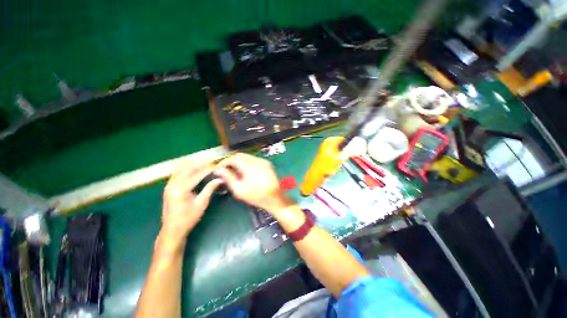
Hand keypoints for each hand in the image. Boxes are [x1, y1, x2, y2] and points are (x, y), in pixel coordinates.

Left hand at [161, 159, 222, 243]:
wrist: (172, 230)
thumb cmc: (188, 218)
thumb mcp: (201, 203)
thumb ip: (210, 189)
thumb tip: (220, 179)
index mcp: (181, 189)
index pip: (197, 175)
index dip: (208, 169)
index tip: (216, 165)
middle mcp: (172, 185)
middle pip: (187, 169)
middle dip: (200, 164)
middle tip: (210, 161)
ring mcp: (168, 185)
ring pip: (180, 169)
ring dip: (191, 164)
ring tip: (202, 162)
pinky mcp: (168, 187)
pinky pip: (176, 173)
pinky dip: (184, 169)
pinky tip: (191, 167)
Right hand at [215, 153, 291, 212]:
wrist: (275, 198)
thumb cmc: (256, 196)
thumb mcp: (239, 190)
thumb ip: (228, 177)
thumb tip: (219, 170)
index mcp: (250, 166)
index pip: (233, 158)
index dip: (224, 162)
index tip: (218, 168)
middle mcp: (257, 160)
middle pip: (240, 155)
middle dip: (231, 160)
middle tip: (225, 169)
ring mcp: (263, 161)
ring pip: (247, 156)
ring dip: (238, 161)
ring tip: (233, 170)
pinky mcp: (267, 163)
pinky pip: (254, 159)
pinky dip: (246, 162)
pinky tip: (244, 170)